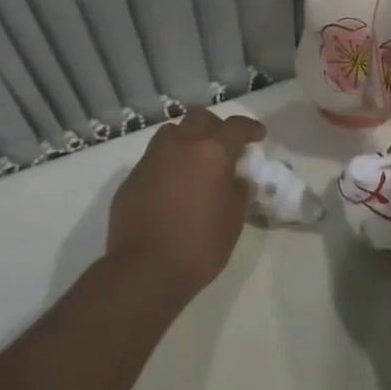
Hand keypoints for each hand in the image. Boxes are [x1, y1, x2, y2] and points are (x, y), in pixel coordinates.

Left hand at [107, 107, 263, 296]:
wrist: (143, 271)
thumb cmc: (198, 246)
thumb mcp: (233, 221)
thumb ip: (239, 192)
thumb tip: (238, 180)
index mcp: (211, 152)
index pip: (236, 127)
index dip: (250, 128)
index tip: (258, 135)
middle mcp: (180, 146)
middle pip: (200, 118)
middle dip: (215, 127)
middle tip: (224, 146)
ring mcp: (151, 159)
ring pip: (172, 133)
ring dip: (187, 139)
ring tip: (194, 162)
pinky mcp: (131, 178)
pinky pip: (153, 159)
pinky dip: (167, 164)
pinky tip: (171, 187)